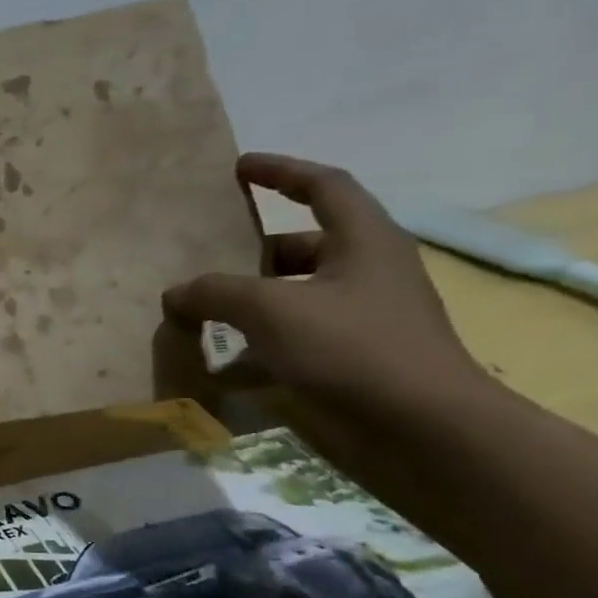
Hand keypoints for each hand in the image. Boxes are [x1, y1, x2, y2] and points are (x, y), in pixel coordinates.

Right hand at [162, 153, 490, 423]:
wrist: (422, 430)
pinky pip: (286, 342)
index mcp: (364, 242)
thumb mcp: (272, 309)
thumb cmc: (353, 349)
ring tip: (194, 314)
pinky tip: (215, 366)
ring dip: (242, 305)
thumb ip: (215, 293)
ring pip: (288, 298)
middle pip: (298, 247)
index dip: (281, 172)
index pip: (323, 187)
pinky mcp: (345, 361)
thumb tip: (175, 293)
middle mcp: (363, 274)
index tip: (238, 167)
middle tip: (198, 259)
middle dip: (247, 253)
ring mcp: (356, 320)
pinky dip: (250, 349)